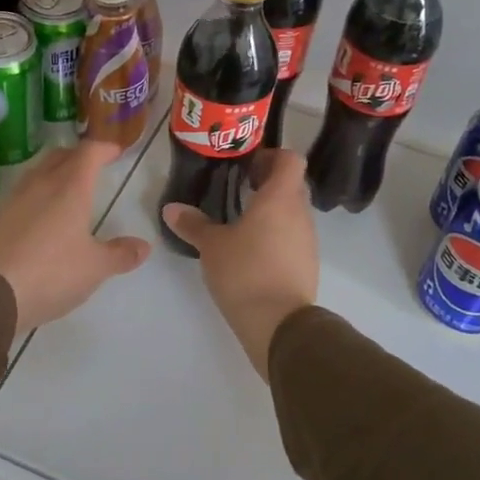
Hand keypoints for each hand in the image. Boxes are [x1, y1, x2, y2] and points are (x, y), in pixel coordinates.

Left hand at [0, 141, 150, 337]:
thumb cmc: (51, 272)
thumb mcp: (95, 268)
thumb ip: (120, 254)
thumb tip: (144, 246)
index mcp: (70, 188)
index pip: (89, 153)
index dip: (105, 149)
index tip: (116, 152)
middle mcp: (41, 184)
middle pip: (61, 155)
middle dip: (79, 156)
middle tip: (93, 167)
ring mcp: (15, 199)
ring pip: (39, 171)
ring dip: (56, 171)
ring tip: (68, 188)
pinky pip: (23, 192)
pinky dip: (38, 193)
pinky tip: (42, 214)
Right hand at [161, 149, 318, 378]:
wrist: (279, 323)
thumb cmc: (245, 272)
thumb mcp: (212, 246)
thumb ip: (193, 224)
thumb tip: (171, 209)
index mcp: (280, 198)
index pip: (291, 160)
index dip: (272, 156)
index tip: (247, 165)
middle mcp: (300, 213)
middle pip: (292, 184)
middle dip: (269, 183)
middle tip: (240, 189)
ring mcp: (308, 240)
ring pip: (294, 212)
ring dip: (273, 210)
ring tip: (242, 221)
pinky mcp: (307, 263)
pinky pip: (294, 236)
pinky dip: (277, 234)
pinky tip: (253, 250)